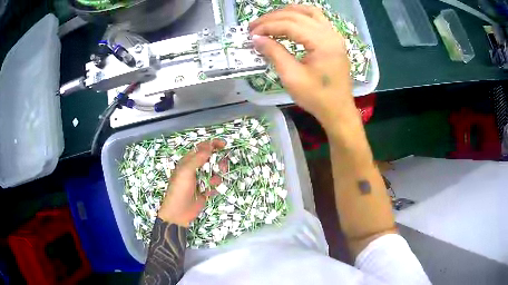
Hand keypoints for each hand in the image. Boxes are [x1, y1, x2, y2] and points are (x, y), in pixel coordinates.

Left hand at [158, 139, 225, 226]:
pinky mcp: (205, 190)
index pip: (201, 148)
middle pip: (210, 160)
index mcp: (188, 161)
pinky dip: (214, 187)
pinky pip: (214, 185)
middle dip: (217, 162)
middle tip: (221, 167)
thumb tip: (209, 145)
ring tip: (212, 183)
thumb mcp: (186, 171)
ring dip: (216, 177)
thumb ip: (198, 158)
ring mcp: (200, 180)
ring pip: (214, 173)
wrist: (179, 212)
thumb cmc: (179, 189)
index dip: (213, 144)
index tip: (224, 145)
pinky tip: (208, 193)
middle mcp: (195, 169)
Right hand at [249, 5, 354, 125]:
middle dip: (272, 18)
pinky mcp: (333, 39)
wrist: (338, 109)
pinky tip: (289, 19)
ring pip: (308, 12)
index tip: (251, 34)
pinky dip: (300, 15)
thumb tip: (256, 38)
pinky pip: (316, 18)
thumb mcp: (292, 77)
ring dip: (286, 13)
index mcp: (323, 43)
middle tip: (254, 27)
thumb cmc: (316, 97)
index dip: (268, 27)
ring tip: (268, 20)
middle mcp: (330, 33)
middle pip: (297, 15)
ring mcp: (334, 35)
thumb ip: (274, 53)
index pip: (290, 25)